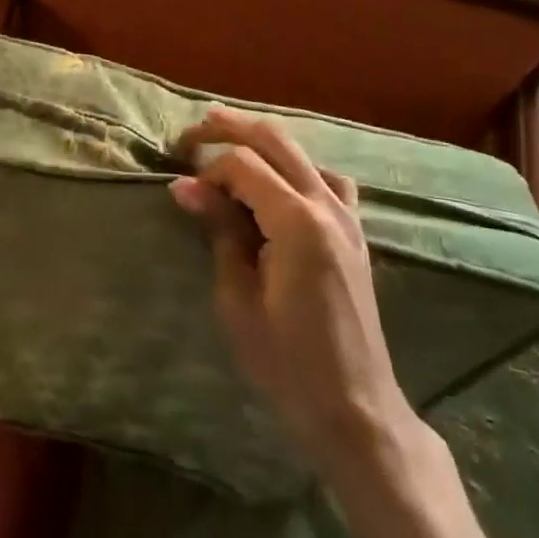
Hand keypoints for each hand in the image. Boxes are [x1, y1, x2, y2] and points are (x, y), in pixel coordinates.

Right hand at [172, 108, 419, 478]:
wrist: (355, 408)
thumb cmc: (286, 361)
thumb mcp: (237, 297)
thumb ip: (219, 230)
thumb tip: (185, 186)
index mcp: (297, 222)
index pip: (243, 165)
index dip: (207, 171)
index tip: (183, 194)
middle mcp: (327, 207)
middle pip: (274, 141)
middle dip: (229, 129)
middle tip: (190, 135)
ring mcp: (348, 217)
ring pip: (301, 153)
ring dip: (261, 142)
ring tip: (225, 142)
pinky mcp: (355, 233)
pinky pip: (327, 180)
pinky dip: (296, 167)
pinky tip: (279, 183)